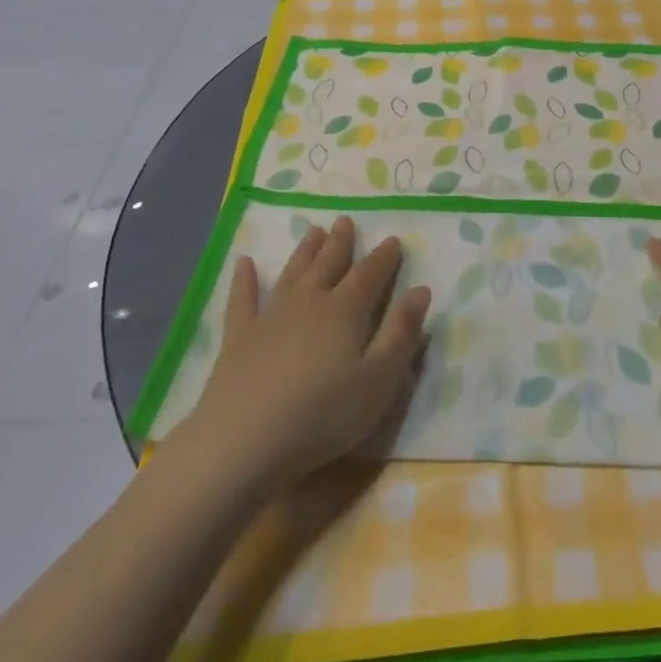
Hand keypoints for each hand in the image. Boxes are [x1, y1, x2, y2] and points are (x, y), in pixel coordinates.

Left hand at [192, 216, 431, 492]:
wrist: (246, 440)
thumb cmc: (325, 413)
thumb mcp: (379, 379)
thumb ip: (401, 333)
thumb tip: (421, 290)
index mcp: (345, 311)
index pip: (370, 275)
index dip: (384, 258)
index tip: (393, 240)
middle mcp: (309, 302)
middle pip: (328, 264)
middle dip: (340, 243)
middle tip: (345, 221)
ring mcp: (270, 317)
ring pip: (292, 273)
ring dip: (304, 251)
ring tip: (314, 231)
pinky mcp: (239, 337)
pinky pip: (243, 299)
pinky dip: (244, 280)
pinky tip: (244, 263)